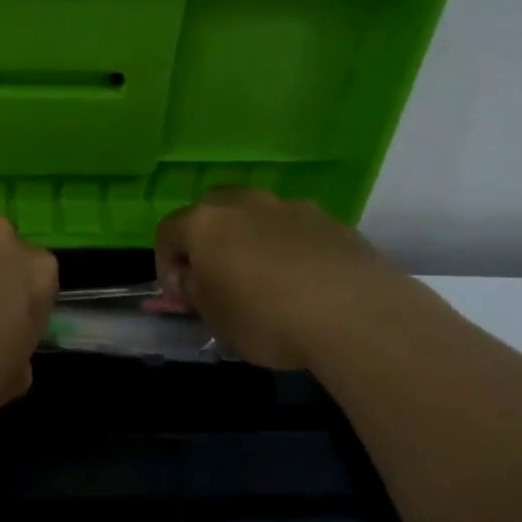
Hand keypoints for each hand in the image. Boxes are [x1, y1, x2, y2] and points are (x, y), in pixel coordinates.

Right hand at [154, 188, 428, 370]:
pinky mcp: (329, 220)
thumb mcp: (215, 318)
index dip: (166, 266)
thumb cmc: (266, 318)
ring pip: (256, 218)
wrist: (355, 313)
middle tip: (218, 280)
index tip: (181, 297)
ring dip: (251, 242)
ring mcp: (289, 206)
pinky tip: (305, 284)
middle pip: (212, 214)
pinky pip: (295, 231)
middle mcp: (243, 203)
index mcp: (205, 222)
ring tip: (266, 283)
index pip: (167, 233)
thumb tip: (190, 280)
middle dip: (208, 243)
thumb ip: (194, 292)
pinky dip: (289, 250)